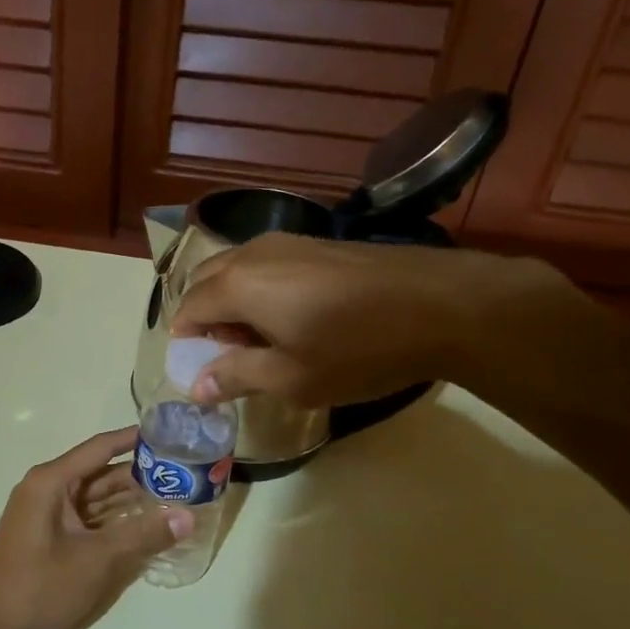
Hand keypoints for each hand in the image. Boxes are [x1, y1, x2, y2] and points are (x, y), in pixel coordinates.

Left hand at [0, 429, 191, 628]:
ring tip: (178, 498)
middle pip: (101, 473)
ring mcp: (48, 518)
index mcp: (51, 482)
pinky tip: (148, 528)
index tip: (173, 433)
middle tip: (187, 474)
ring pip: (97, 500)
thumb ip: (142, 535)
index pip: (101, 448)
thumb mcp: (96, 560)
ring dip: (132, 501)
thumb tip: (189, 516)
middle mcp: (48, 491)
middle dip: (142, 475)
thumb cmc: (38, 589)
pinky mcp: (51, 542)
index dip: (136, 439)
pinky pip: (89, 522)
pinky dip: (116, 523)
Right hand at [172, 232, 566, 407]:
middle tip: (227, 355)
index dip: (185, 340)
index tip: (198, 369)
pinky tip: (292, 318)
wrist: (444, 304)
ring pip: (236, 269)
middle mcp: (254, 253)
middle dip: (204, 317)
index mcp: (238, 284)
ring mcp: (288, 242)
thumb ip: (236, 377)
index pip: (188, 308)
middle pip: (206, 281)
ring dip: (232, 302)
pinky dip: (259, 290)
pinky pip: (266, 264)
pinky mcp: (318, 243)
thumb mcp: (292, 378)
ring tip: (261, 340)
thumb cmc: (359, 349)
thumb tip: (195, 386)